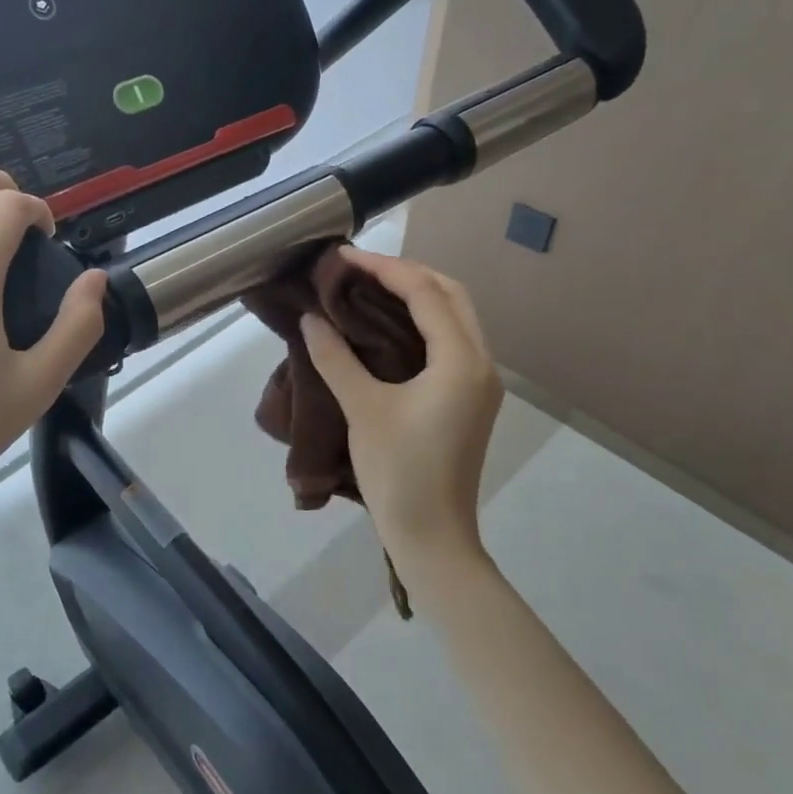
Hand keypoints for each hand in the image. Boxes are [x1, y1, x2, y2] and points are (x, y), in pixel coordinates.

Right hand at [300, 250, 503, 568]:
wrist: (433, 537)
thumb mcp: (363, 409)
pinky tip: (389, 325)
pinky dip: (423, 320)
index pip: (425, 293)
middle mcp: (481, 362)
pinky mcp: (470, 398)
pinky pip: (451, 340)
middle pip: (450, 294)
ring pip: (455, 316)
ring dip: (418, 294)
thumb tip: (311, 318)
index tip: (344, 256)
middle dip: (406, 273)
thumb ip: (335, 357)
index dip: (383, 268)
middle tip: (359, 269)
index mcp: (461, 360)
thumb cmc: (399, 472)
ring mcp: (480, 382)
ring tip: (370, 288)